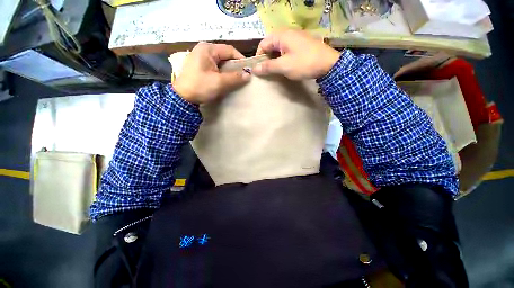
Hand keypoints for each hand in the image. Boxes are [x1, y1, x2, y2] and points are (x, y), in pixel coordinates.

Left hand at [173, 42, 250, 103]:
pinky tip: (226, 80)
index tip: (248, 70)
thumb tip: (248, 75)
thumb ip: (235, 78)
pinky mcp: (200, 66)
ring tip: (236, 79)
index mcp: (208, 49)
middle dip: (235, 66)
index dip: (241, 60)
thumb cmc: (200, 87)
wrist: (182, 98)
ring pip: (221, 62)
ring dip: (229, 70)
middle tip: (243, 76)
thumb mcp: (219, 82)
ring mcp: (201, 57)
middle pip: (225, 55)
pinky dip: (222, 73)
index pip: (230, 50)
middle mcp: (204, 50)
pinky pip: (215, 67)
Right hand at [253, 30, 340, 79]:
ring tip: (275, 71)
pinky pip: (287, 50)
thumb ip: (268, 67)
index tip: (259, 69)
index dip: (259, 57)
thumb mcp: (284, 66)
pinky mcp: (301, 44)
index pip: (263, 44)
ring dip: (275, 59)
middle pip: (271, 45)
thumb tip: (254, 69)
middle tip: (267, 71)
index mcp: (281, 35)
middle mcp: (287, 33)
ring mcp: (296, 38)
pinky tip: (285, 66)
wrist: (328, 64)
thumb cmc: (304, 63)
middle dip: (267, 58)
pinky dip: (283, 58)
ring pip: (279, 48)